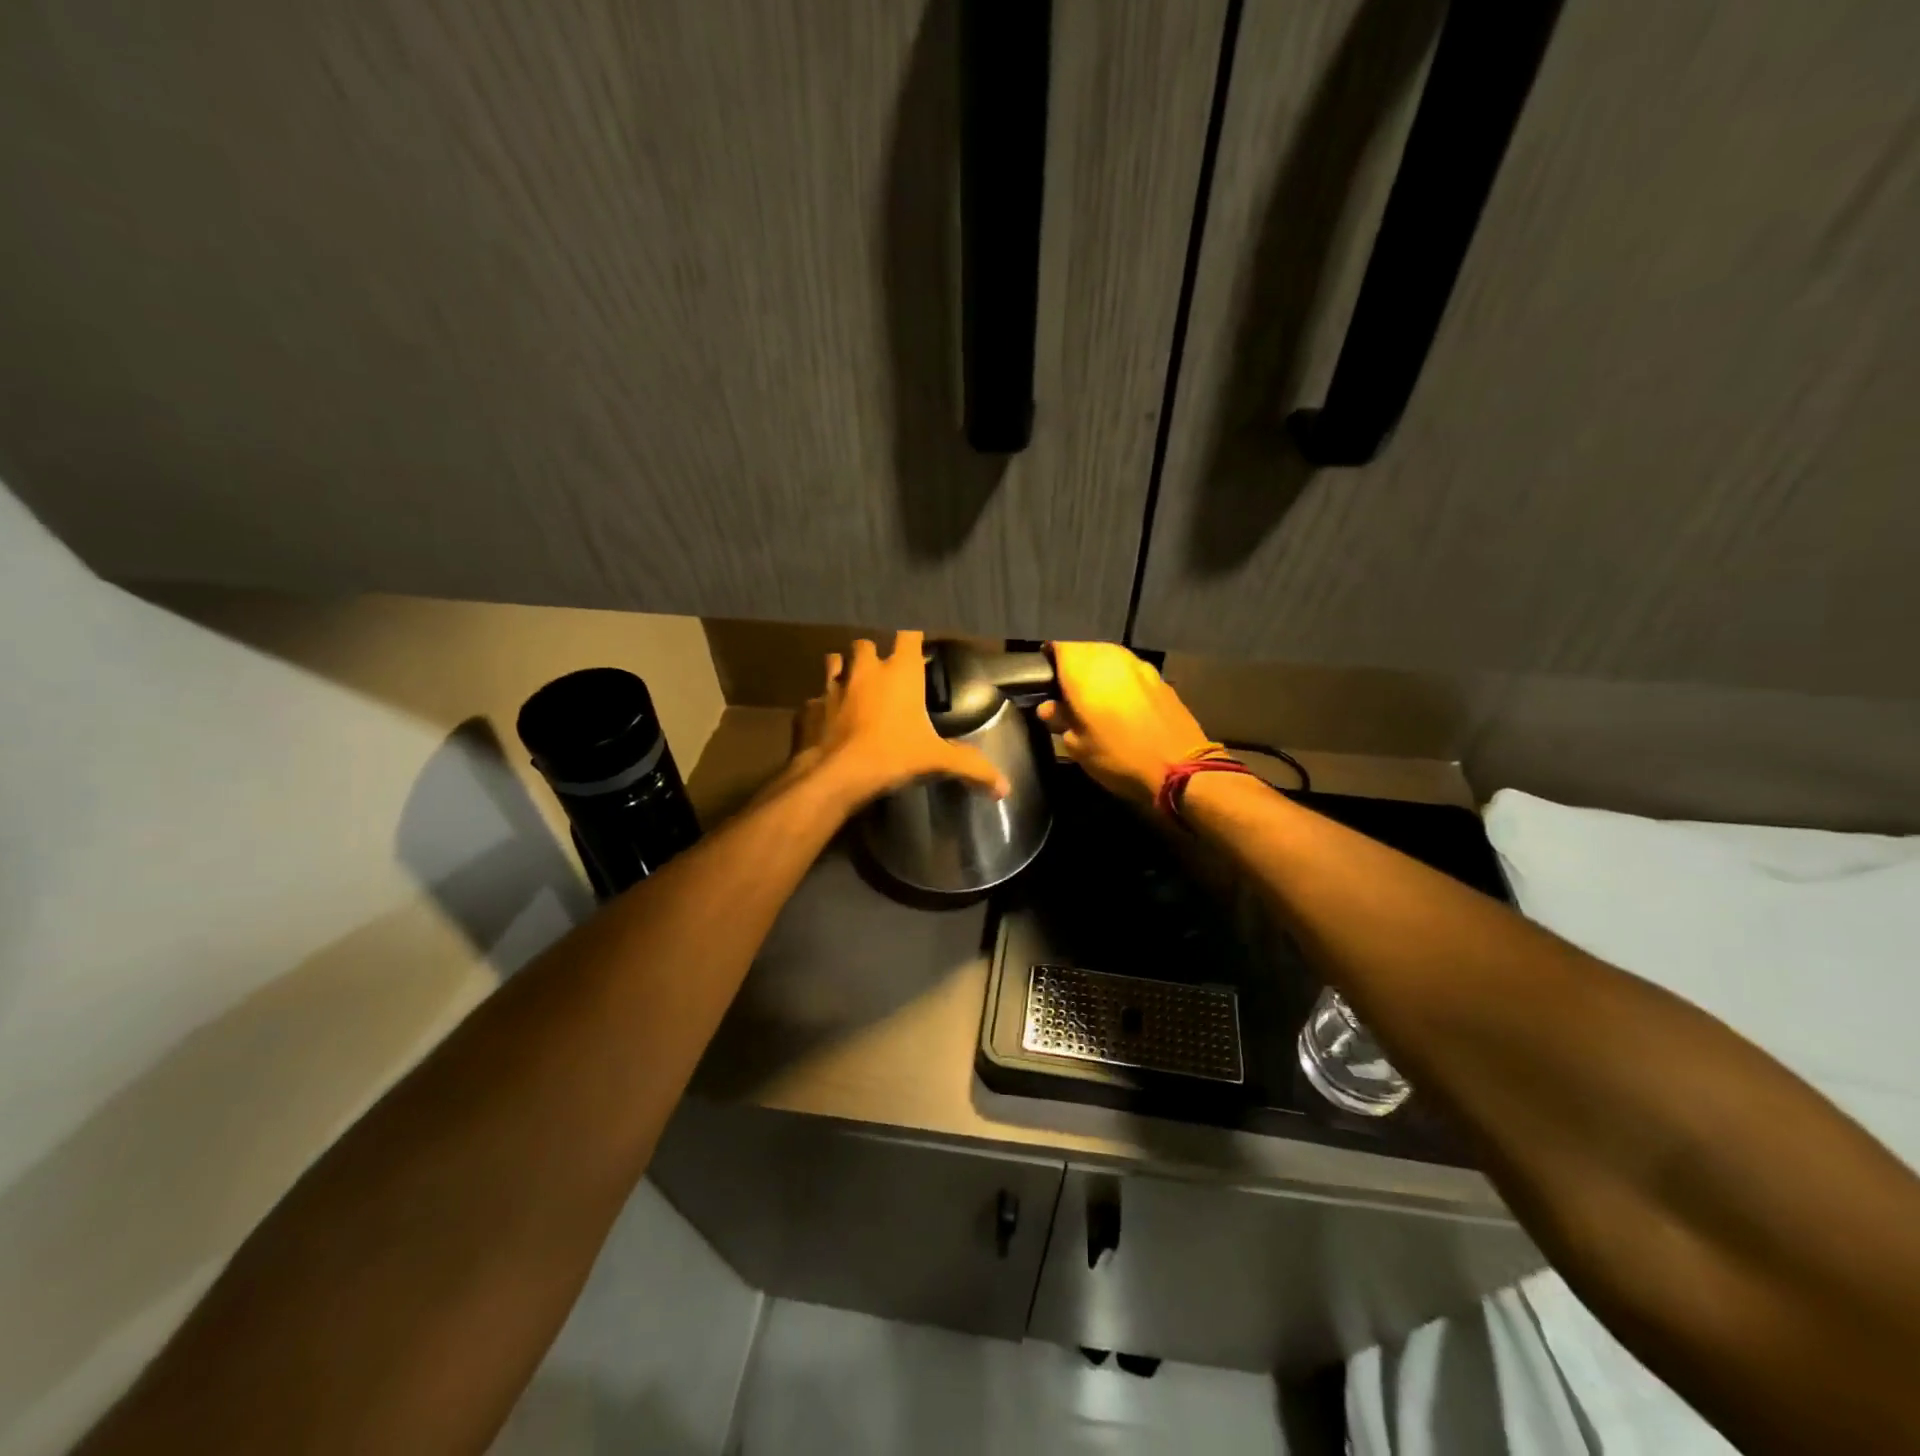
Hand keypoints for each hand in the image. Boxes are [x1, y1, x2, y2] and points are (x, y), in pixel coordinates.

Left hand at [795, 630, 1009, 808]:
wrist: (837, 774)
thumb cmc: (893, 756)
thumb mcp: (937, 761)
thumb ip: (971, 768)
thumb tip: (1004, 788)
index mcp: (899, 672)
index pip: (908, 634)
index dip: (912, 636)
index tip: (916, 644)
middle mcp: (865, 670)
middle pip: (865, 643)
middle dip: (872, 653)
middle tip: (882, 672)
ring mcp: (833, 686)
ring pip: (835, 662)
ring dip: (843, 669)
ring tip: (851, 685)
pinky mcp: (809, 707)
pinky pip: (814, 697)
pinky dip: (820, 704)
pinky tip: (826, 718)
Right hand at [1039, 643, 1211, 804]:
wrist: (1179, 768)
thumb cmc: (1118, 757)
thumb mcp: (1078, 746)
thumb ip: (1060, 720)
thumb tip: (1048, 707)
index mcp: (1083, 671)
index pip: (1057, 646)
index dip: (1048, 659)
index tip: (1043, 679)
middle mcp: (1110, 658)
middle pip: (1084, 649)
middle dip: (1073, 665)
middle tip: (1066, 692)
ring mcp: (1138, 665)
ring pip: (1109, 657)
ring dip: (1098, 671)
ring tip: (1093, 697)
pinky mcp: (1159, 678)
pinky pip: (1129, 670)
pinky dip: (1120, 680)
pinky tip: (1120, 703)